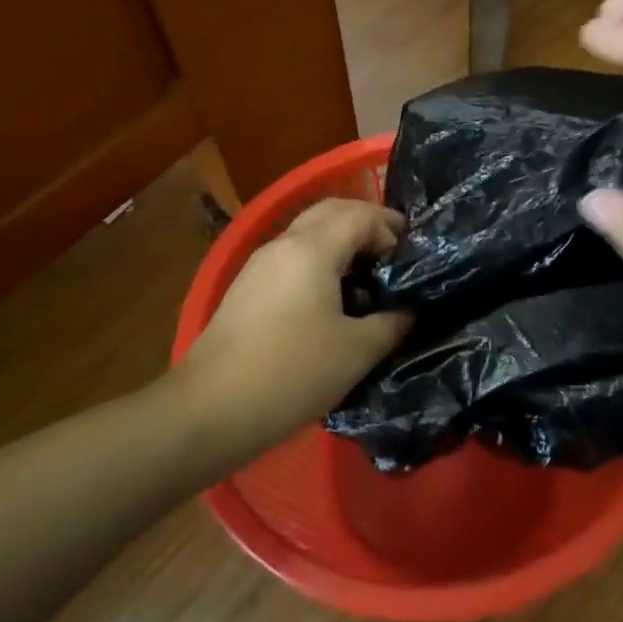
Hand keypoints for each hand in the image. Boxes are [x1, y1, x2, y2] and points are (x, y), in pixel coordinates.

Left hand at [179, 199, 410, 437]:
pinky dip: (320, 259)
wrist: (209, 410)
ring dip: (341, 239)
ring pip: (308, 232)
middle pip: (331, 212)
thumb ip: (392, 322)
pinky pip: (292, 257)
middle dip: (367, 221)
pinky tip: (333, 294)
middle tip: (395, 248)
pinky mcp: (246, 289)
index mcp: (312, 249)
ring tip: (369, 271)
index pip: (360, 216)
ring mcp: (259, 265)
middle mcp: (283, 244)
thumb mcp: (357, 351)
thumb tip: (409, 308)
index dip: (391, 229)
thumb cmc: (292, 373)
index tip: (413, 257)